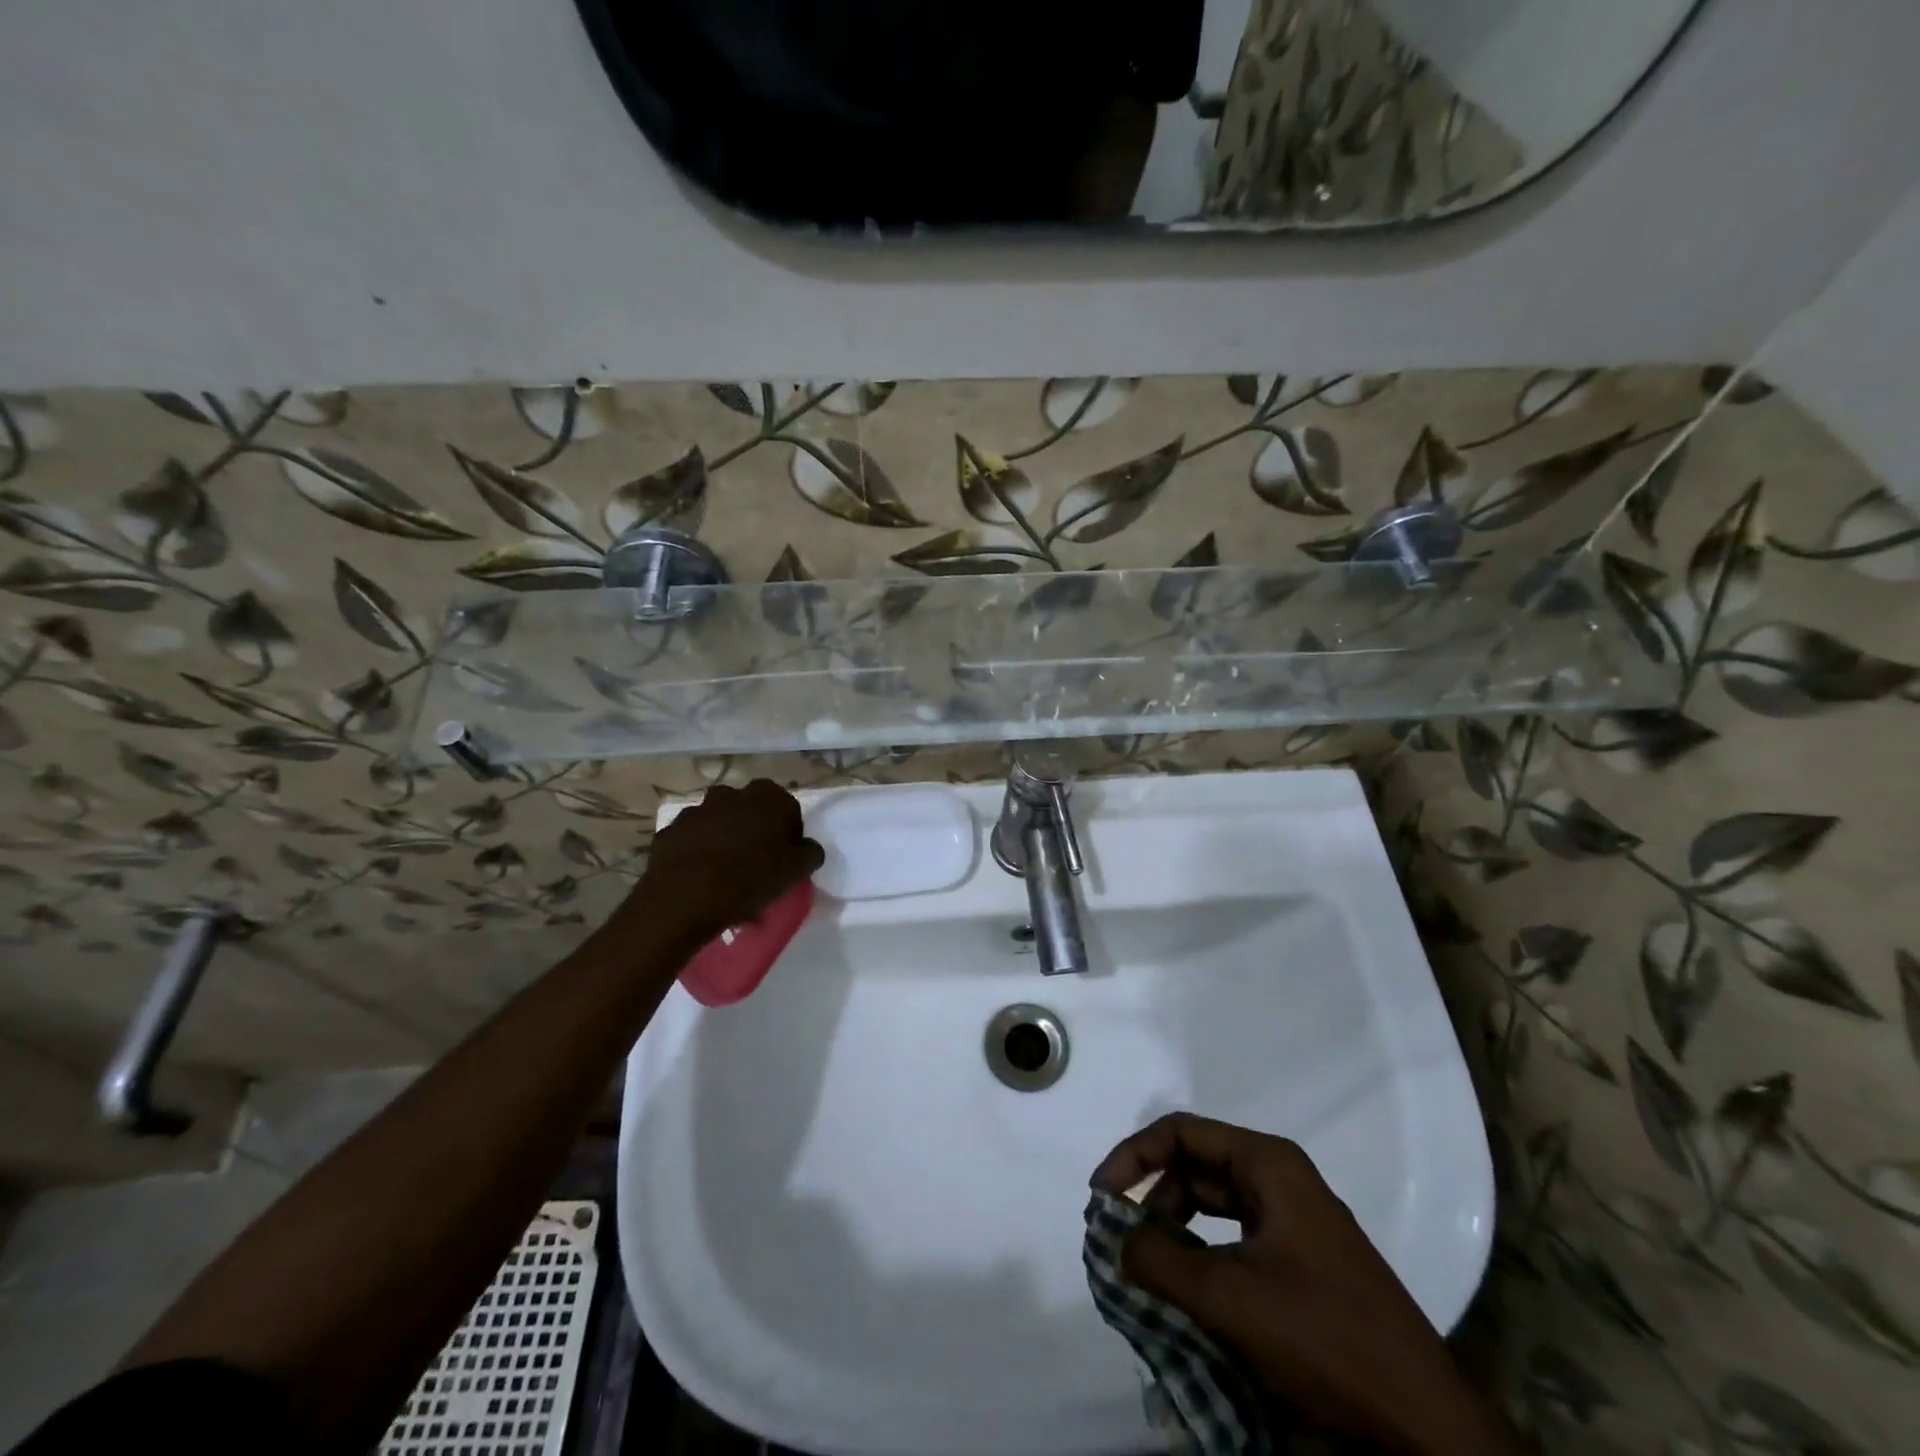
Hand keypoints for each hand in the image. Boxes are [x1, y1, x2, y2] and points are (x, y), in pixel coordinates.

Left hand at [623, 780, 823, 946]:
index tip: (785, 860)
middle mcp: (731, 793)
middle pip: (750, 813)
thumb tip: (807, 848)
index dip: (788, 835)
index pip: (787, 810)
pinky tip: (702, 882)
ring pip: (719, 825)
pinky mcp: (670, 831)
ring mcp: (696, 810)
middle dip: (754, 834)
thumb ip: (810, 853)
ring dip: (725, 843)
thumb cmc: (752, 877)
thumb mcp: (797, 870)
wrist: (687, 897)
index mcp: (767, 796)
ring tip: (727, 879)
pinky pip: (692, 842)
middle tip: (757, 868)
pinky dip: (698, 855)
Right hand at [1091, 1114, 1517, 1455]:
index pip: (1182, 1133)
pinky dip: (1203, 1259)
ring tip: (1151, 1274)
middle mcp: (1281, 1180)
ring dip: (1176, 1233)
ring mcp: (1296, 1223)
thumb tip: (1116, 1239)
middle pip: (1196, 1167)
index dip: (1134, 1155)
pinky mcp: (1304, 1265)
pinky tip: (1189, 1296)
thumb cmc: (1325, 1340)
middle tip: (1124, 1244)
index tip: (1102, 1197)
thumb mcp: (1228, 1299)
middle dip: (1154, 1199)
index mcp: (1268, 1164)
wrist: (1426, 1429)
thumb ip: (1159, 1260)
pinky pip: (1236, 1243)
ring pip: (1215, 1208)